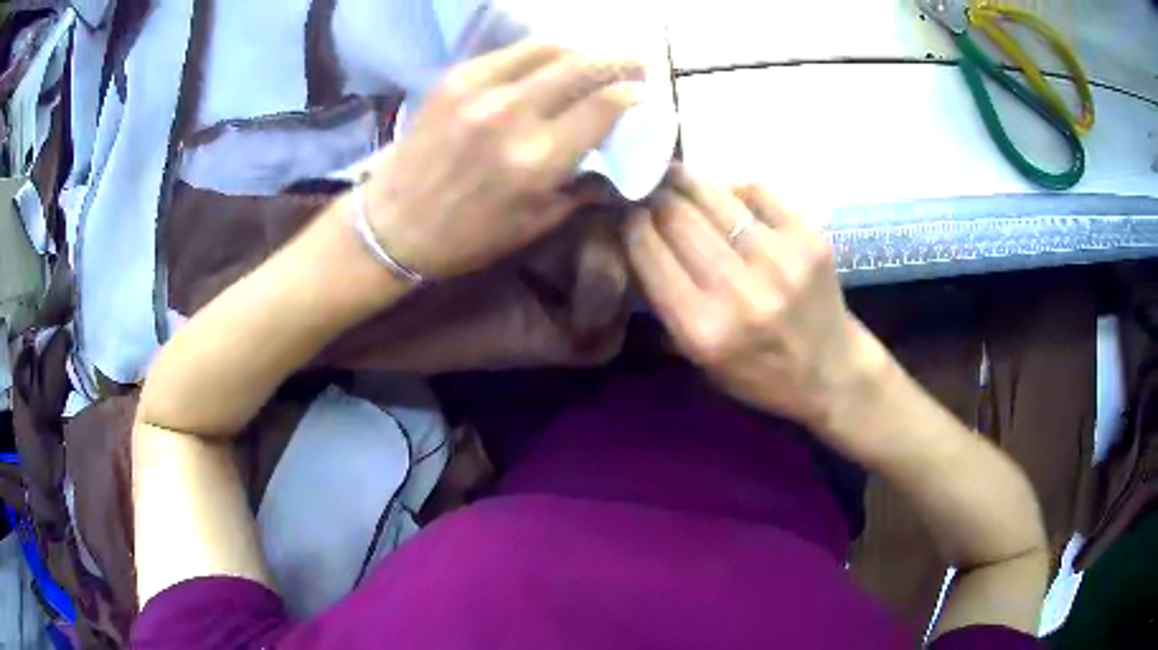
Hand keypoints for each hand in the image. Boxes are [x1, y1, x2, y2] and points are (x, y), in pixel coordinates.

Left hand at [363, 41, 644, 278]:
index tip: (648, 95)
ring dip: (584, 50)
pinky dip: (541, 53)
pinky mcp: (455, 78)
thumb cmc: (467, 236)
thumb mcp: (535, 224)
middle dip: (623, 60)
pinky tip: (551, 64)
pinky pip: (512, 52)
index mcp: (537, 160)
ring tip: (597, 60)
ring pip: (550, 47)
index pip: (605, 106)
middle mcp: (513, 115)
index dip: (636, 95)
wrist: (393, 224)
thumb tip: (619, 166)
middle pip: (584, 65)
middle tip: (641, 63)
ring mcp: (480, 89)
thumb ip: (585, 188)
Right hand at [625, 165, 886, 430]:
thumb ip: (666, 301)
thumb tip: (637, 237)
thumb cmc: (758, 372)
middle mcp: (739, 291)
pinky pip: (758, 191)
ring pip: (714, 197)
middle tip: (647, 185)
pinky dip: (736, 188)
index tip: (625, 209)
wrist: (830, 372)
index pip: (649, 253)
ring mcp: (779, 259)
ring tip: (675, 174)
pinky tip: (728, 195)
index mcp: (702, 328)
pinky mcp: (809, 237)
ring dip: (687, 182)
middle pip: (677, 217)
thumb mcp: (698, 357)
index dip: (630, 223)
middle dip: (655, 196)